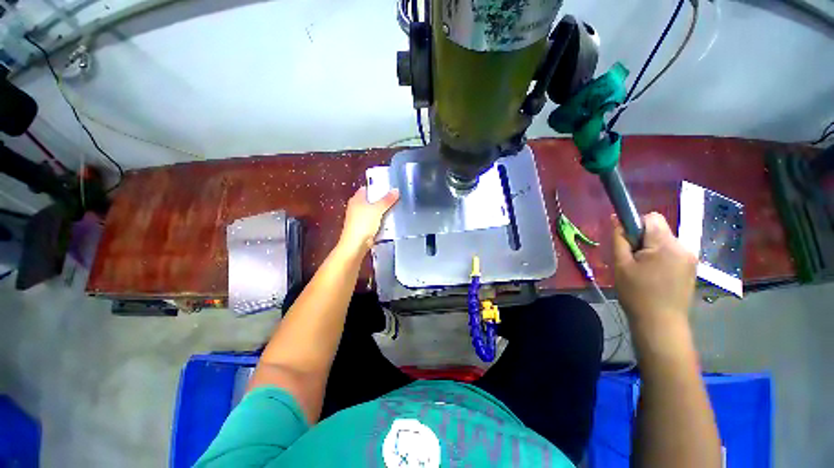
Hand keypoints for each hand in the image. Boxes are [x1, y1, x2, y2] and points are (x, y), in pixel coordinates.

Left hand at [337, 186, 398, 254]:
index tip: (389, 187)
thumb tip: (396, 190)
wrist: (356, 244)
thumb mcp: (377, 209)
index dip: (377, 187)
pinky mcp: (364, 227)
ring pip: (374, 211)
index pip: (367, 188)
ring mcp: (360, 218)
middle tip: (395, 198)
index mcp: (357, 199)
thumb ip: (387, 200)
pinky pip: (375, 221)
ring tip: (396, 208)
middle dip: (382, 199)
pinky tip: (390, 221)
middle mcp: (356, 207)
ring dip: (383, 211)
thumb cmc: (363, 223)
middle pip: (371, 200)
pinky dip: (381, 220)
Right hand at [612, 212, 697, 331]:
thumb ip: (619, 239)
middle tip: (632, 260)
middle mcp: (684, 247)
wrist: (661, 323)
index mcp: (666, 245)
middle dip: (643, 240)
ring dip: (651, 249)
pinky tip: (654, 275)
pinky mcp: (692, 268)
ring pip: (665, 241)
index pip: (651, 218)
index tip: (627, 243)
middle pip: (659, 229)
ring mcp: (691, 258)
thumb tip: (616, 219)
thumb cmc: (637, 294)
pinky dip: (661, 257)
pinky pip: (672, 252)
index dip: (635, 225)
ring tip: (643, 270)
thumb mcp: (621, 265)